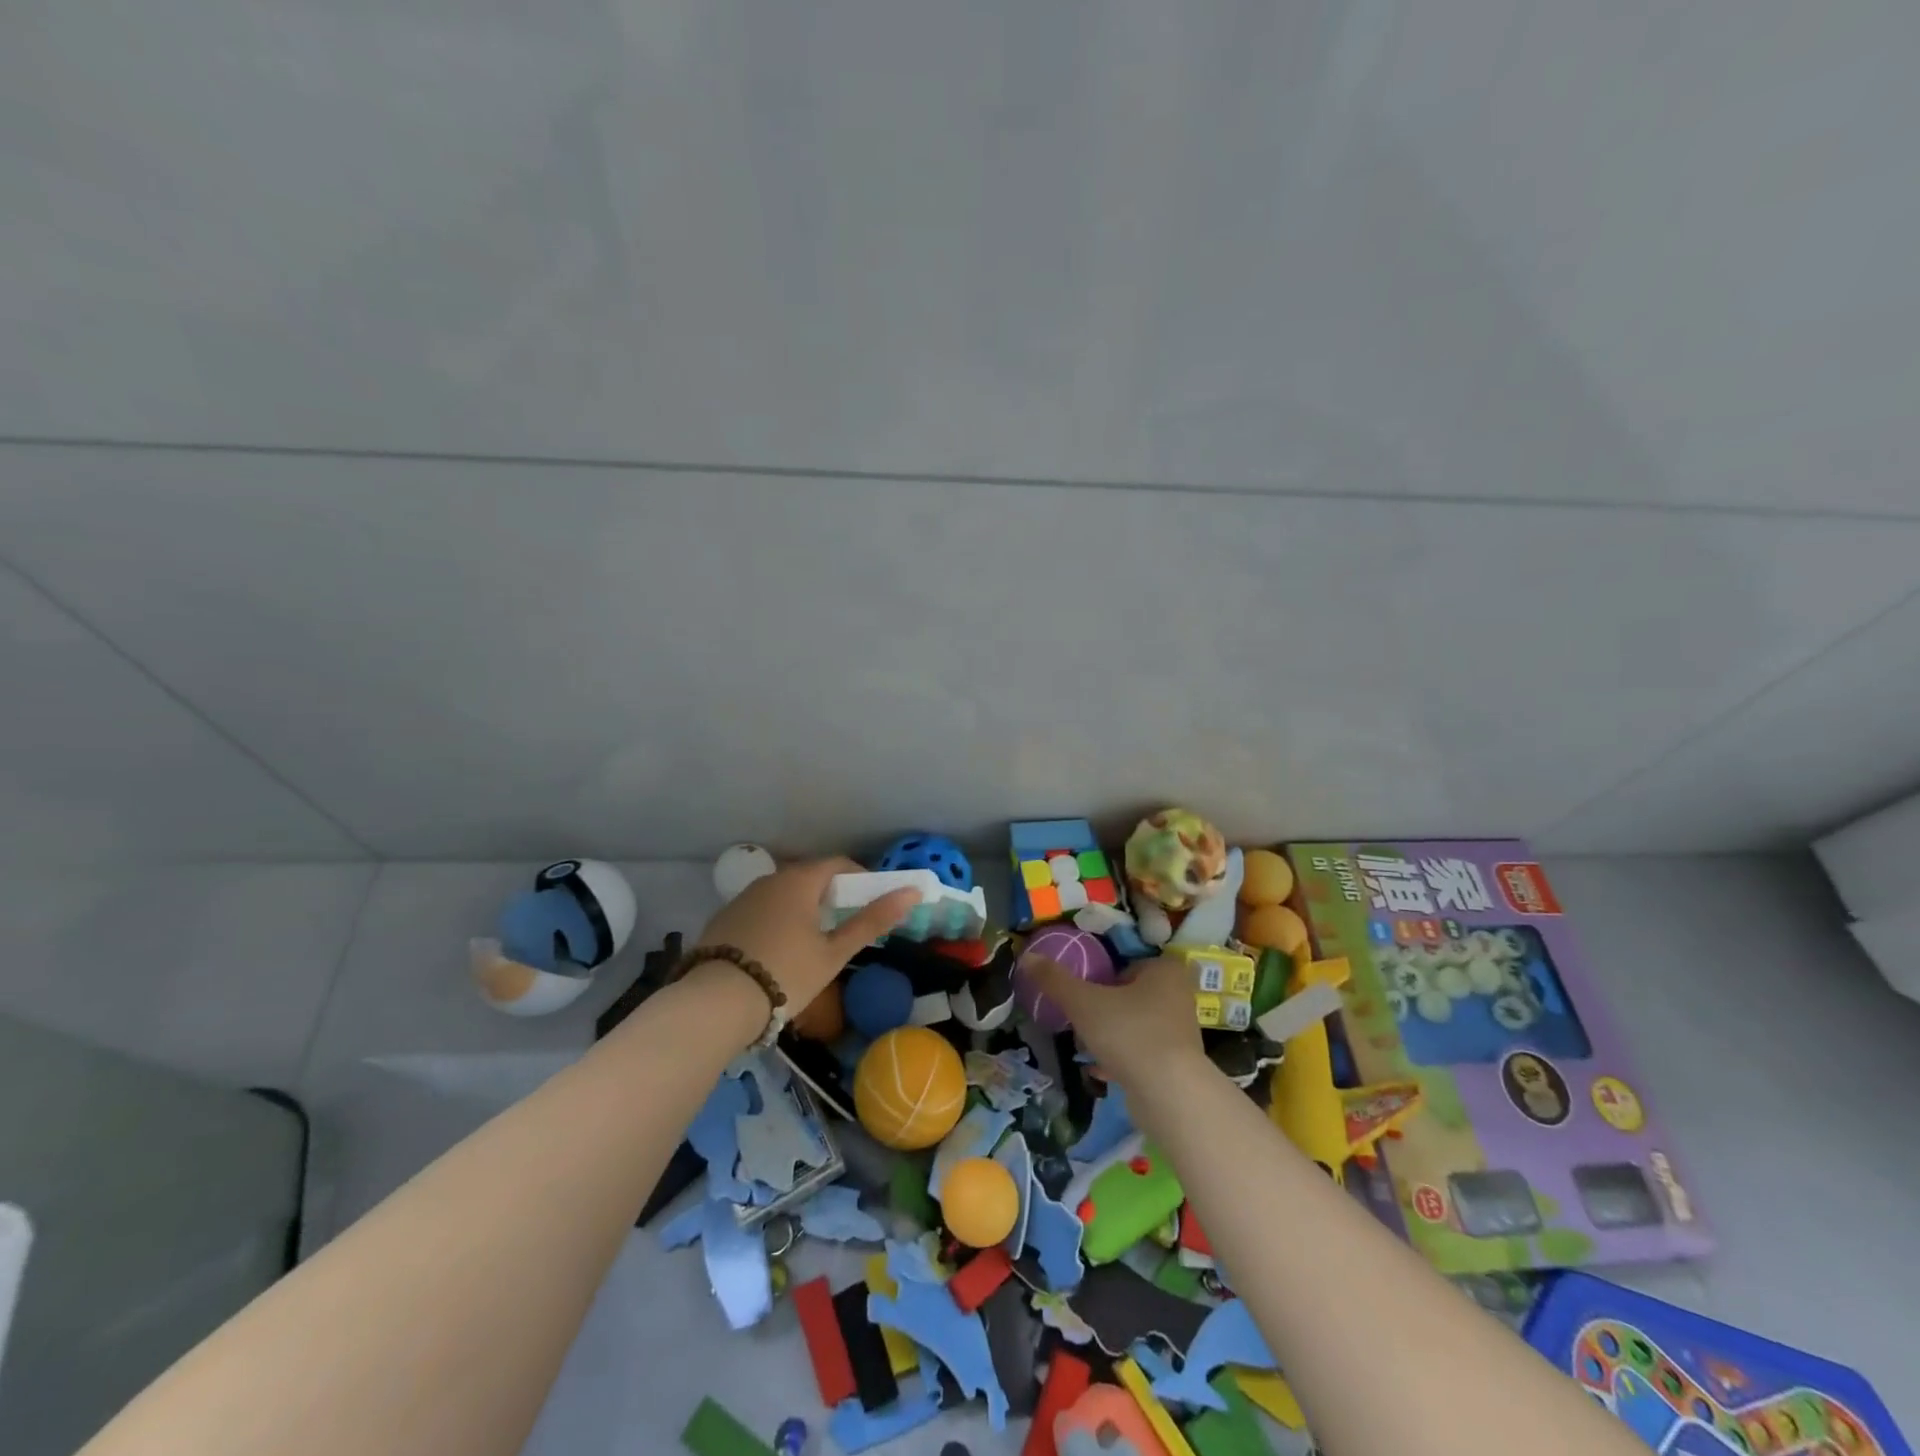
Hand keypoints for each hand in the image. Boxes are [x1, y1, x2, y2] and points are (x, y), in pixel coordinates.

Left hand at [695, 858, 917, 1011]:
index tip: (872, 902)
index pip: (838, 864)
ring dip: (802, 907)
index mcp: (800, 881)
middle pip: (809, 877)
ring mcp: (743, 897)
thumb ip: (871, 921)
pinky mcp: (724, 918)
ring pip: (783, 893)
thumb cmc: (786, 974)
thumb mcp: (834, 953)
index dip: (859, 878)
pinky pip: (761, 909)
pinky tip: (778, 950)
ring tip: (813, 940)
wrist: (716, 1002)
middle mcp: (770, 879)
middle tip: (845, 924)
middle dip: (831, 894)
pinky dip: (777, 920)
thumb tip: (911, 892)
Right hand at [1023, 955, 1206, 1087]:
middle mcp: (1177, 995)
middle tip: (1078, 1018)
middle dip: (1102, 1007)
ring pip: (1133, 1024)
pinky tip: (1096, 1069)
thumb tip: (1027, 956)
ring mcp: (1179, 1031)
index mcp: (1164, 970)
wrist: (1170, 1095)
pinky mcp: (1176, 1063)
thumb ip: (1055, 980)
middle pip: (1128, 994)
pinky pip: (1140, 1052)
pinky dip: (1119, 1058)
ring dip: (1108, 1033)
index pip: (1125, 962)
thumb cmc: (1129, 1033)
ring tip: (1083, 1045)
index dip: (1100, 975)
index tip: (1080, 992)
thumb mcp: (1084, 1002)